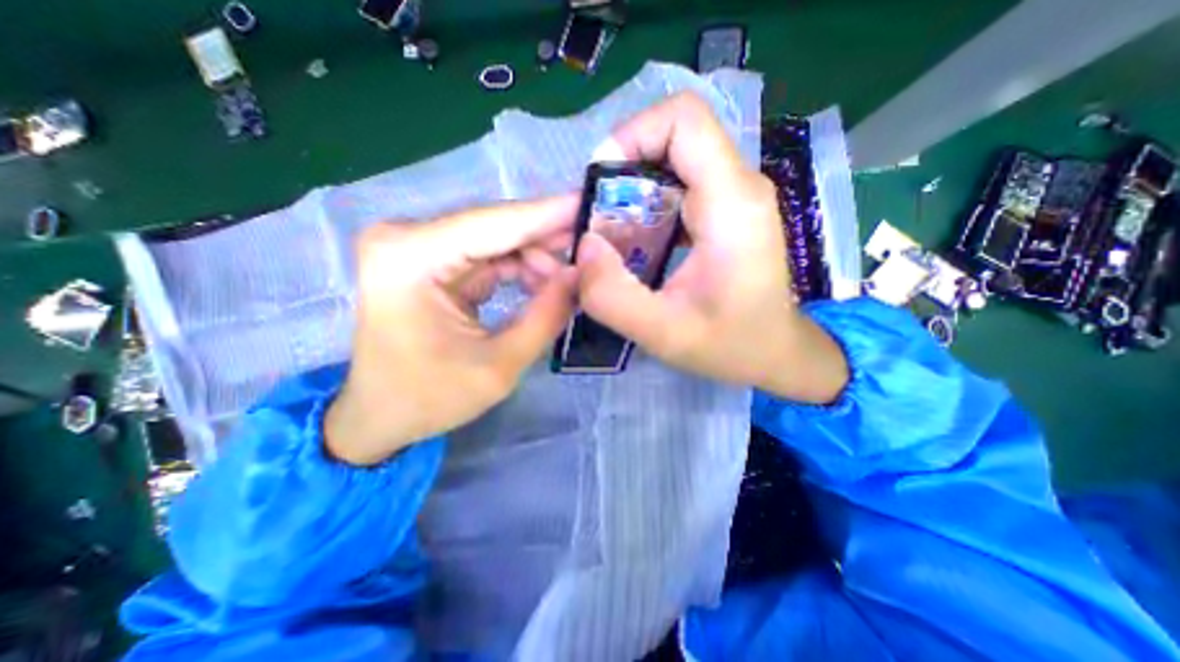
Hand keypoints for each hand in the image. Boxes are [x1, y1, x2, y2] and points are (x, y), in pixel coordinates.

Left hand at [326, 196, 576, 464]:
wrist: (380, 414)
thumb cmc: (430, 398)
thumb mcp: (499, 366)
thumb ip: (545, 317)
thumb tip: (580, 275)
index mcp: (409, 258)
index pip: (494, 224)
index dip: (548, 214)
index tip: (591, 202)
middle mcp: (407, 239)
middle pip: (495, 227)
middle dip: (546, 240)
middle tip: (592, 251)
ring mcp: (416, 247)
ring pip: (495, 239)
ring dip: (535, 258)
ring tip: (568, 282)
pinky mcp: (429, 261)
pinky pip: (486, 255)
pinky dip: (519, 268)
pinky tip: (544, 285)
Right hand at [576, 94, 841, 402]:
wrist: (776, 352)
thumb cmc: (731, 345)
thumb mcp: (663, 333)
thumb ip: (613, 296)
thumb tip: (584, 246)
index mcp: (731, 204)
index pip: (683, 120)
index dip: (632, 135)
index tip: (600, 185)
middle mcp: (738, 186)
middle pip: (673, 136)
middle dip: (624, 169)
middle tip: (598, 218)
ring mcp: (735, 196)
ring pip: (674, 159)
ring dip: (633, 188)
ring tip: (612, 233)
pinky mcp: (726, 211)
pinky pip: (680, 184)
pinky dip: (648, 202)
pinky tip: (637, 240)